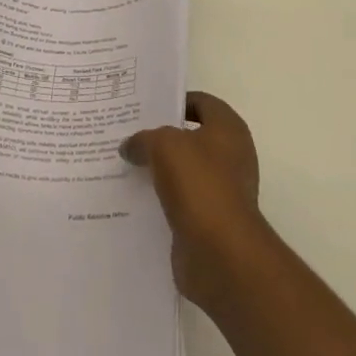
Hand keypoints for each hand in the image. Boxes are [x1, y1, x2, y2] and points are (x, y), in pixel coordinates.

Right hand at [122, 91, 266, 311]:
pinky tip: (134, 198)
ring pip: (184, 171)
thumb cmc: (199, 184)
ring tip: (125, 165)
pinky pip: (181, 201)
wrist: (221, 253)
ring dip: (159, 170)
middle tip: (129, 135)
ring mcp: (221, 190)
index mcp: (228, 129)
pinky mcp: (209, 221)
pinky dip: (162, 200)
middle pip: (190, 137)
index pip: (200, 102)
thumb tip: (130, 146)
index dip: (174, 101)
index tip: (143, 107)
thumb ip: (144, 139)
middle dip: (161, 137)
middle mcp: (230, 156)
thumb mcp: (164, 145)